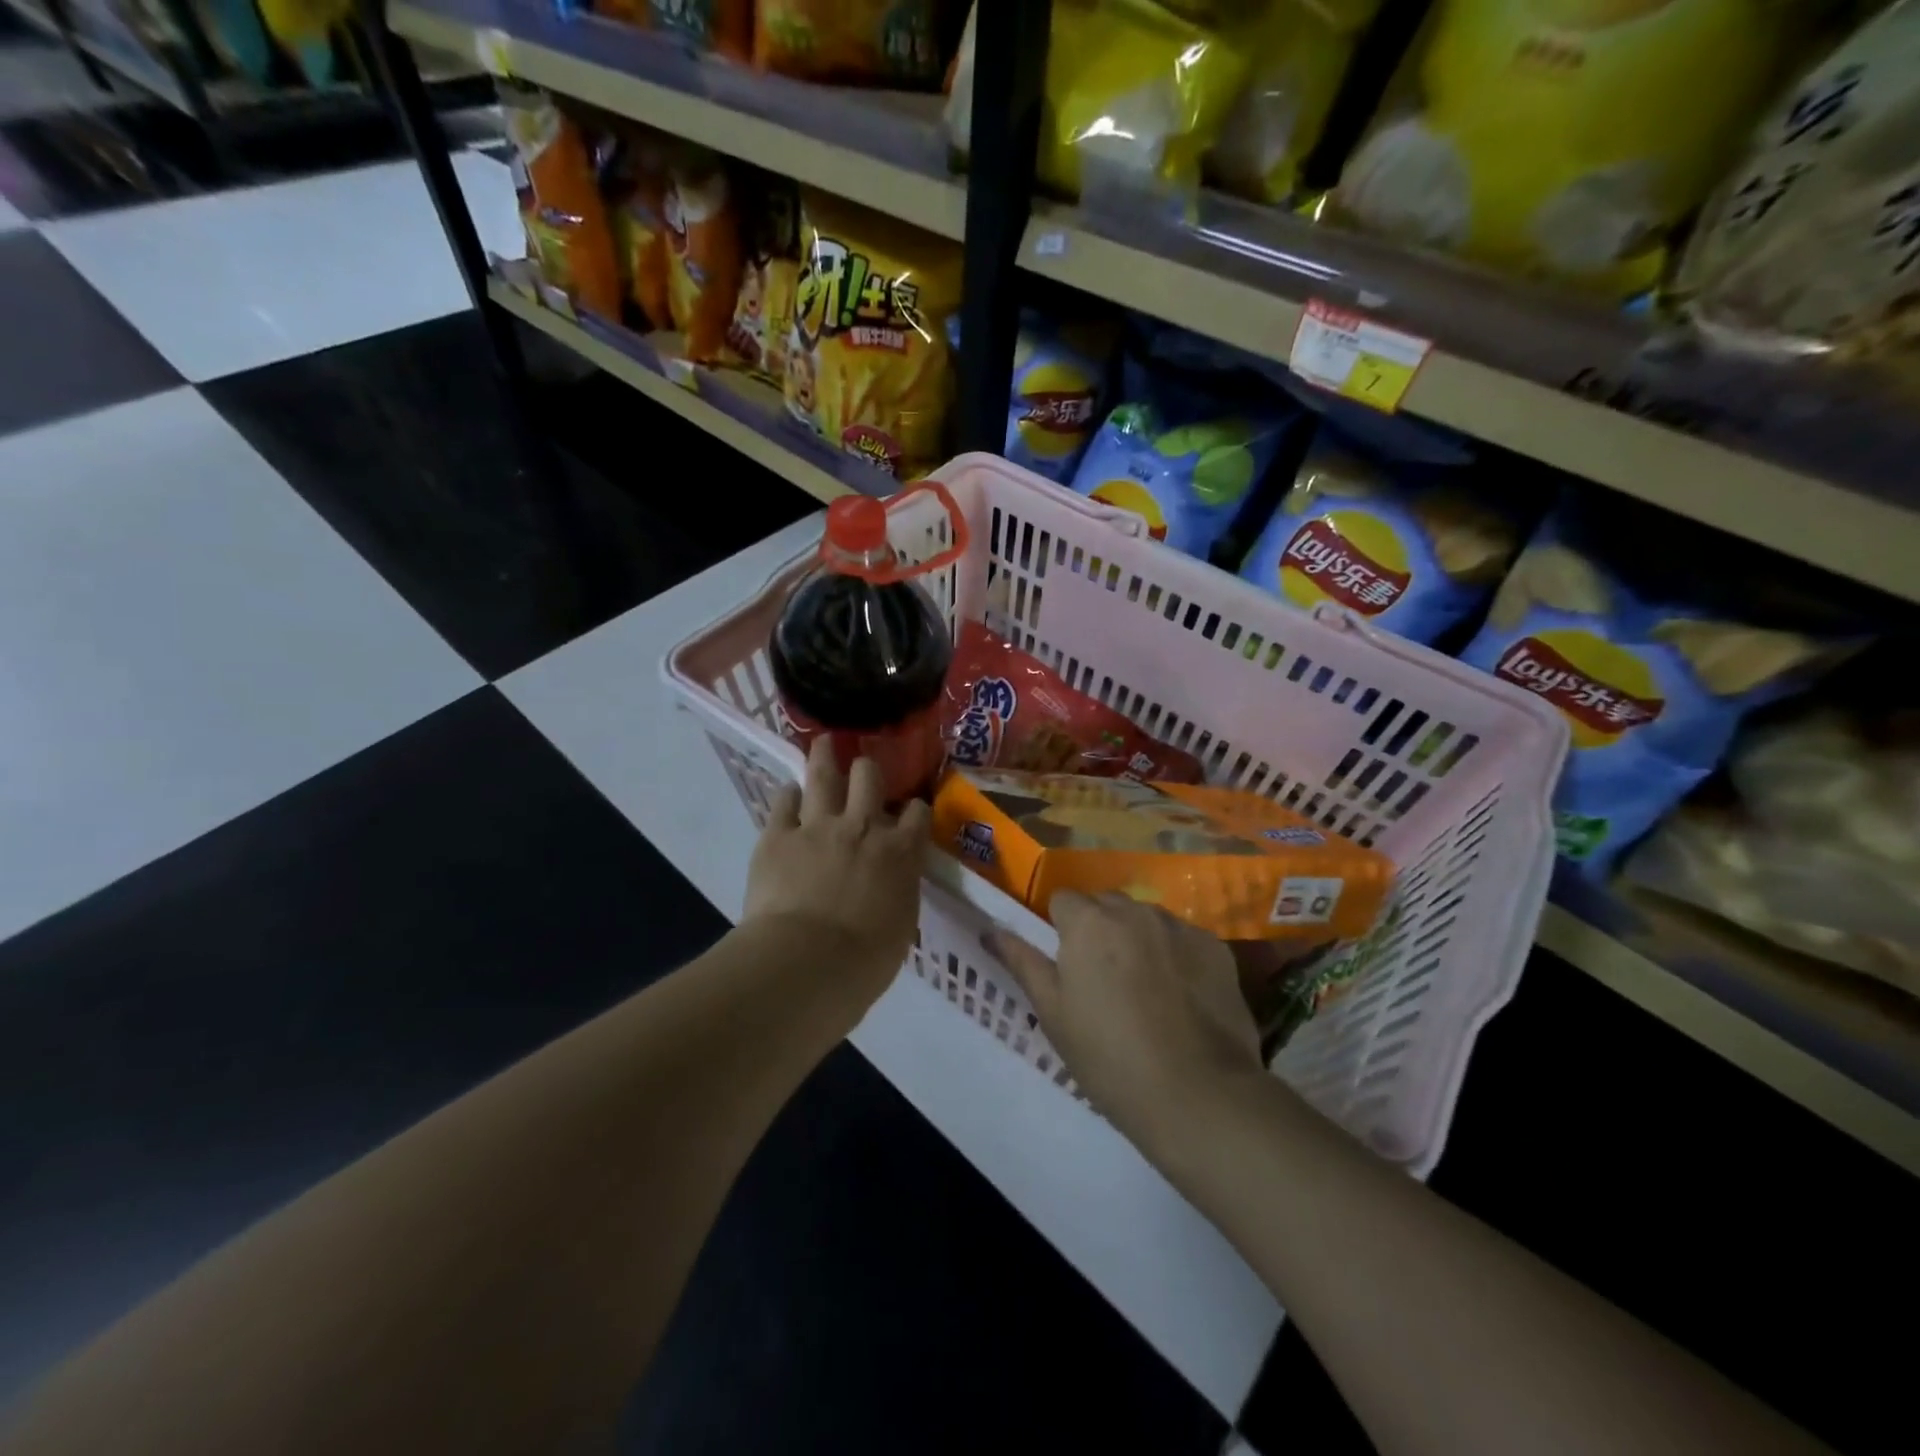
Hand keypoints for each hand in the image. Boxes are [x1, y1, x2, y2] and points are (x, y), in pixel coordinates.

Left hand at [742, 737, 929, 1012]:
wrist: (808, 962)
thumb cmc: (865, 961)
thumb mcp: (900, 926)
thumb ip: (897, 893)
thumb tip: (890, 886)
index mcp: (900, 852)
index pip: (917, 813)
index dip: (914, 808)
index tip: (909, 810)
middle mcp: (863, 827)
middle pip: (869, 777)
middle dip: (868, 769)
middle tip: (863, 768)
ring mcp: (818, 826)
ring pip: (823, 775)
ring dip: (824, 756)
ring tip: (823, 743)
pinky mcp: (777, 835)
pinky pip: (783, 802)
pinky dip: (787, 796)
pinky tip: (788, 792)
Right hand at [988, 892, 1263, 1148]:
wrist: (1198, 1095)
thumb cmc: (1109, 1057)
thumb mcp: (1053, 1013)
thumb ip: (1022, 962)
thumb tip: (990, 930)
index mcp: (1089, 922)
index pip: (1063, 899)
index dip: (1059, 928)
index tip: (1066, 965)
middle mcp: (1135, 910)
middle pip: (1106, 904)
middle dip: (1098, 928)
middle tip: (1100, 979)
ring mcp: (1180, 926)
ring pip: (1146, 918)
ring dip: (1138, 938)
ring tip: (1144, 989)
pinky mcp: (1217, 948)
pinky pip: (1183, 938)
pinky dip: (1175, 955)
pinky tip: (1180, 998)